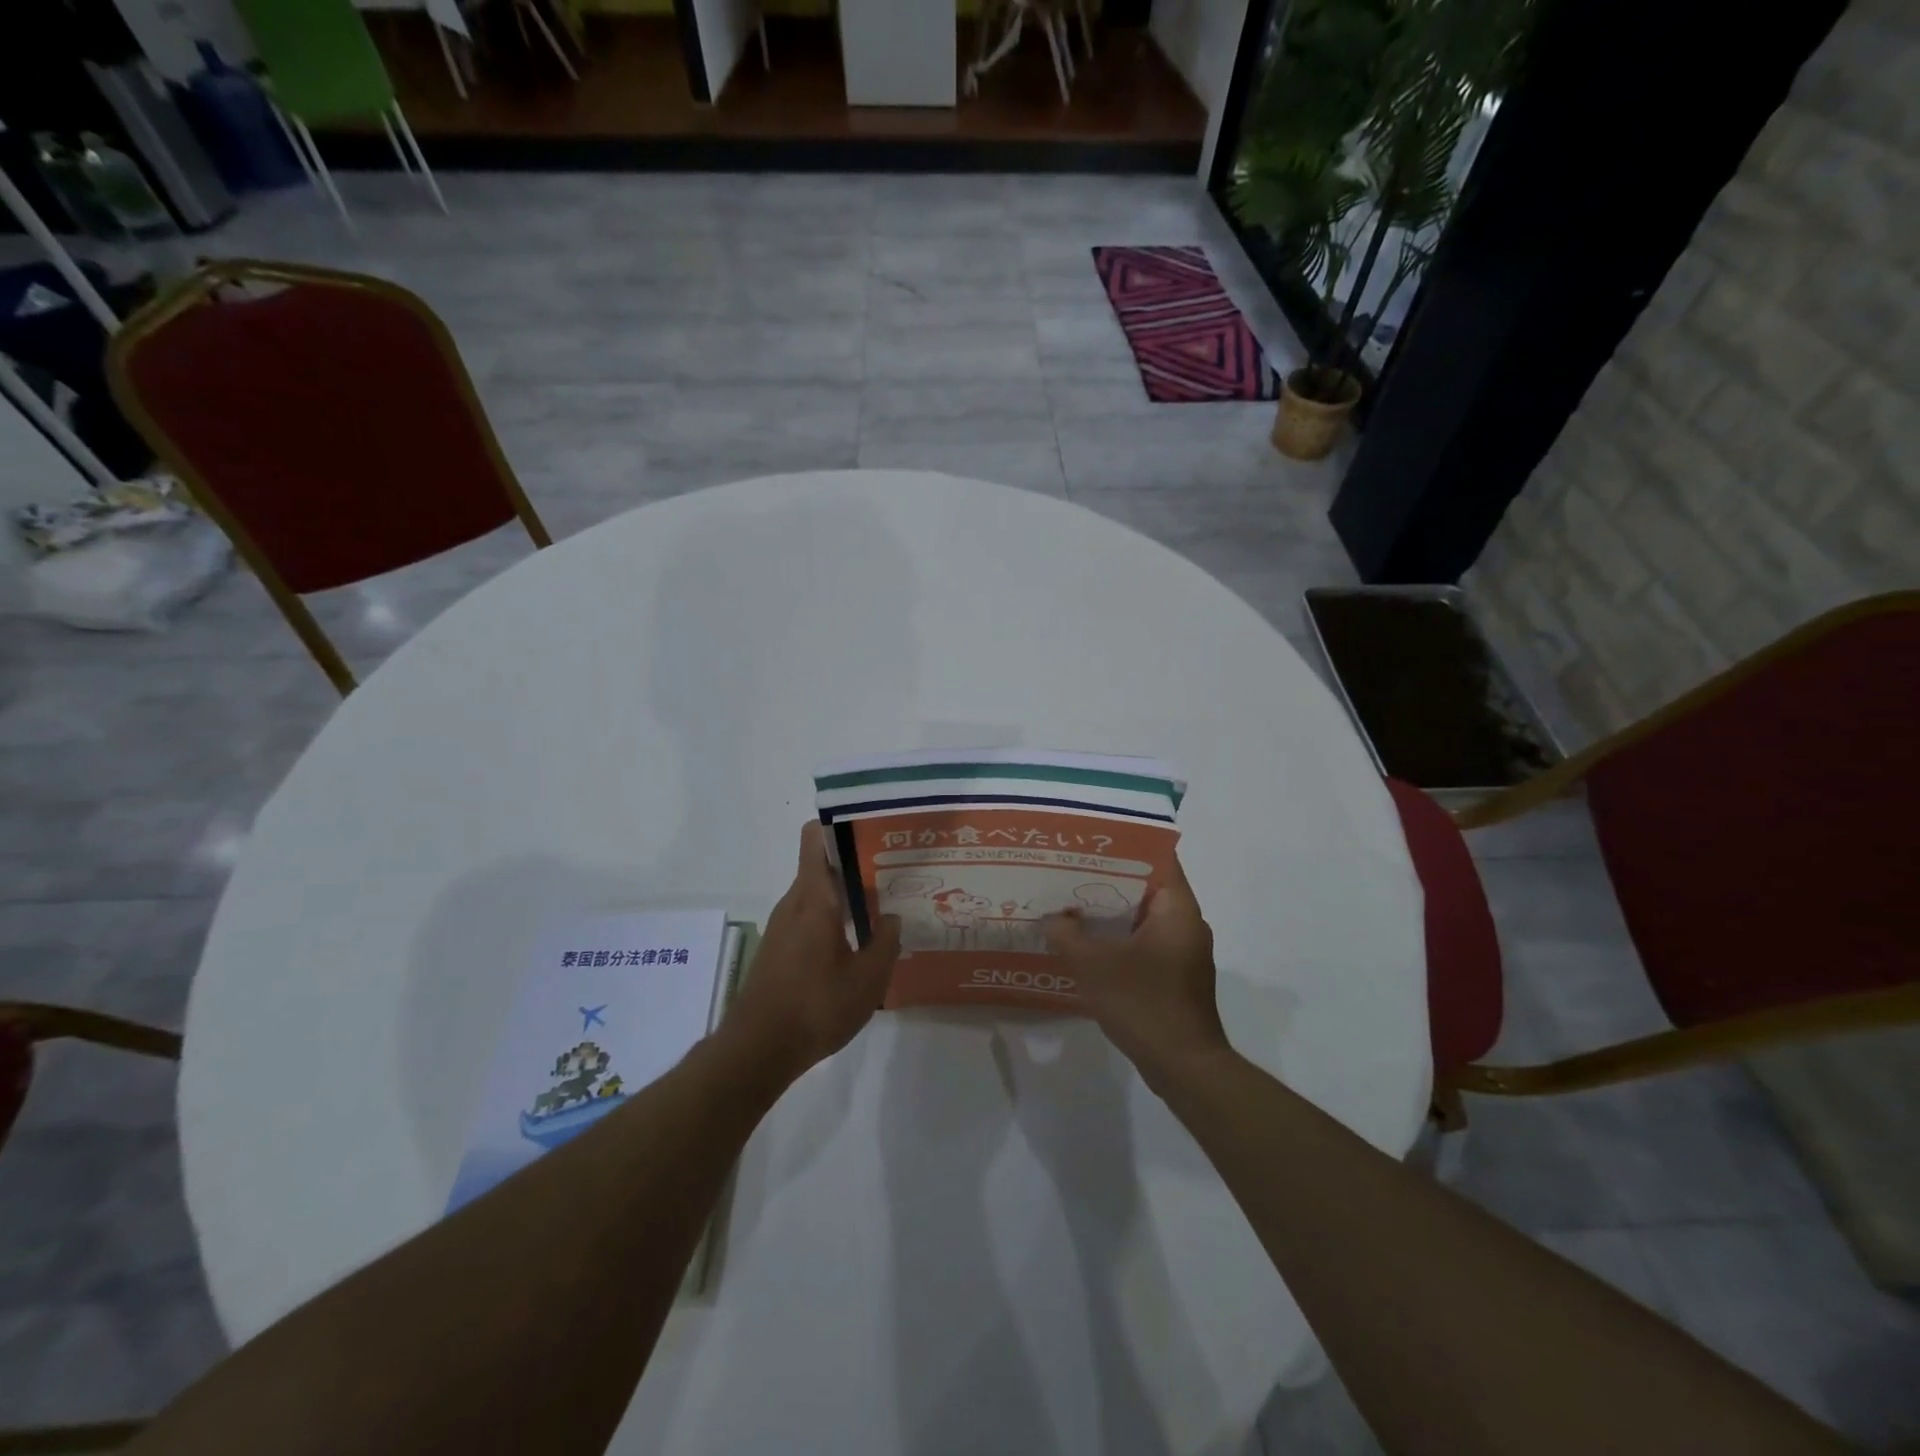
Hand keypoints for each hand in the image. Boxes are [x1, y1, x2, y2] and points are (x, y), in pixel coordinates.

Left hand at [726, 821, 901, 1081]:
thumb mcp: (867, 980)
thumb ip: (886, 943)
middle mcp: (794, 903)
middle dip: (857, 865)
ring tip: (886, 909)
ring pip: (818, 895)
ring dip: (848, 897)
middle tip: (896, 873)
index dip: (840, 825)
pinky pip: (810, 918)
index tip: (873, 830)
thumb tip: (894, 918)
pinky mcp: (779, 949)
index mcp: (814, 898)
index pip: (815, 838)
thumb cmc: (815, 1007)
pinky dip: (834, 921)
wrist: (756, 1050)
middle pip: (822, 866)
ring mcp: (782, 927)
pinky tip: (859, 945)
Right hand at [1043, 852, 1230, 1093]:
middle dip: (1107, 878)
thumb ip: (1066, 935)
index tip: (1090, 843)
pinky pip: (1143, 941)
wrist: (1184, 1066)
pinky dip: (1118, 937)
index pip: (1156, 858)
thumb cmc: (1144, 1004)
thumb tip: (1050, 918)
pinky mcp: (1175, 974)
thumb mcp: (1094, 966)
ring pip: (1142, 916)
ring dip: (1110, 911)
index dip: (1123, 846)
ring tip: (1070, 903)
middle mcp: (1186, 923)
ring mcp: (1183, 951)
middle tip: (1068, 870)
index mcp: (1177, 909)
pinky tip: (1086, 943)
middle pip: (1145, 886)